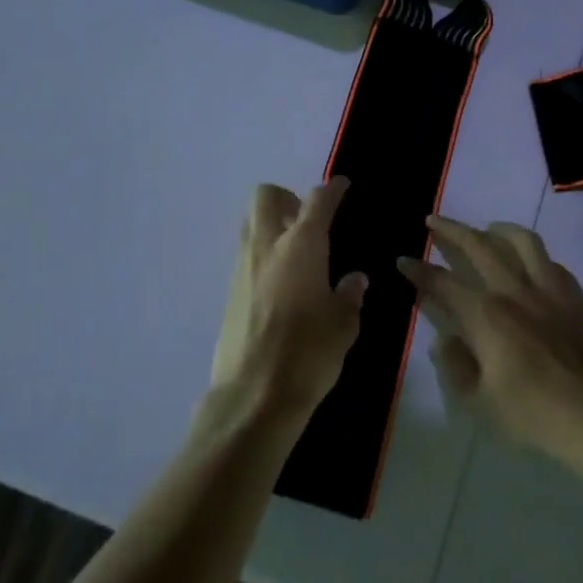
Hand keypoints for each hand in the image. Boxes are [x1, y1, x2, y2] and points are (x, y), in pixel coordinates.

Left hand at [212, 180, 366, 427]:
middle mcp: (267, 246)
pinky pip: (245, 255)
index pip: (317, 200)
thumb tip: (353, 280)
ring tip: (296, 254)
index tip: (341, 186)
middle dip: (288, 198)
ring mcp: (242, 267)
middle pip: (266, 196)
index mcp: (302, 246)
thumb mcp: (343, 325)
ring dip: (271, 225)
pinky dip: (262, 255)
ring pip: (250, 223)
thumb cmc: (308, 354)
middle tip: (308, 222)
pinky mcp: (229, 291)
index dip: (332, 189)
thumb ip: (349, 295)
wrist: (254, 396)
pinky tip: (281, 285)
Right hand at [398, 217, 582, 476]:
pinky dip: (533, 255)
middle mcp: (514, 291)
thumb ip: (455, 367)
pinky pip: (551, 262)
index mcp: (485, 316)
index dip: (418, 270)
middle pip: (478, 245)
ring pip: (521, 241)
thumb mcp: (480, 404)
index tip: (402, 259)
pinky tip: (529, 263)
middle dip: (451, 229)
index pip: (442, 282)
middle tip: (433, 220)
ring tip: (485, 229)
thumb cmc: (537, 416)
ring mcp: (549, 290)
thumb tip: (444, 340)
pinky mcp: (577, 298)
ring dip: (497, 229)